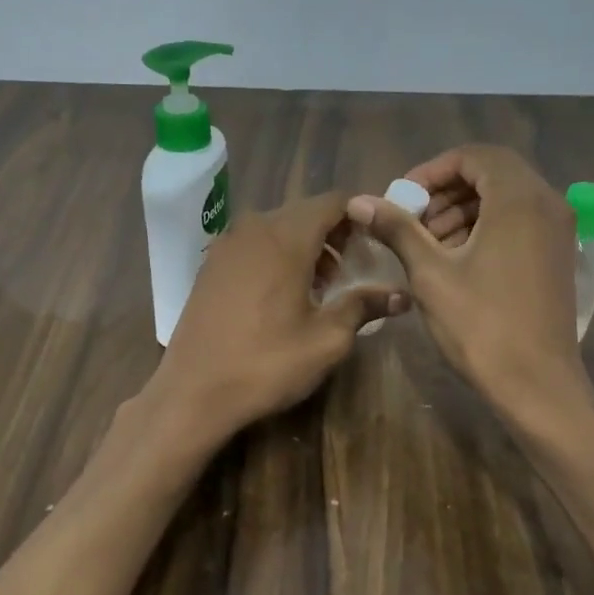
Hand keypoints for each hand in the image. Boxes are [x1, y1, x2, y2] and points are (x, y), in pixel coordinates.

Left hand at [146, 192, 407, 443]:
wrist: (193, 392)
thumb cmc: (266, 364)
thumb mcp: (326, 339)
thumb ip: (363, 306)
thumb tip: (400, 295)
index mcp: (285, 237)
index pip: (333, 202)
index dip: (361, 215)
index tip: (379, 242)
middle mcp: (253, 228)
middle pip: (305, 212)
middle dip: (335, 234)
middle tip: (355, 270)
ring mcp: (226, 244)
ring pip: (278, 228)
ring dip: (307, 246)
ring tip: (324, 286)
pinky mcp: (210, 265)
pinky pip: (255, 244)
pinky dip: (278, 256)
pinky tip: (286, 293)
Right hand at [346, 146, 585, 416]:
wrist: (537, 385)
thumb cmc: (481, 326)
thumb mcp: (430, 274)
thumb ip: (397, 229)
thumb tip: (358, 200)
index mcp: (519, 199)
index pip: (474, 156)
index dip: (432, 170)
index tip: (403, 198)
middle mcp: (547, 205)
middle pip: (492, 174)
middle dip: (446, 192)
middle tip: (413, 221)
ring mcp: (558, 232)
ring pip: (505, 200)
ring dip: (463, 211)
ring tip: (428, 245)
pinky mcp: (557, 257)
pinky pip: (519, 223)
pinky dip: (485, 228)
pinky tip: (456, 261)